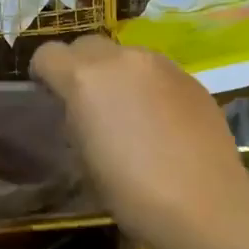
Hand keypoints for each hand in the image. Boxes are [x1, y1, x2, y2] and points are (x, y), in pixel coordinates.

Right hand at [31, 35, 248, 248]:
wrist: (204, 203)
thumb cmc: (131, 191)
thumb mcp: (84, 158)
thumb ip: (76, 120)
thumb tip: (81, 111)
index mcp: (84, 78)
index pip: (47, 55)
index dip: (44, 74)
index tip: (50, 98)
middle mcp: (121, 59)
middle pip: (86, 44)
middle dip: (79, 66)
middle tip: (87, 103)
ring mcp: (160, 65)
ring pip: (124, 54)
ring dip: (116, 74)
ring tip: (127, 112)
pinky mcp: (190, 77)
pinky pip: (156, 71)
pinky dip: (147, 86)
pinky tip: (160, 121)